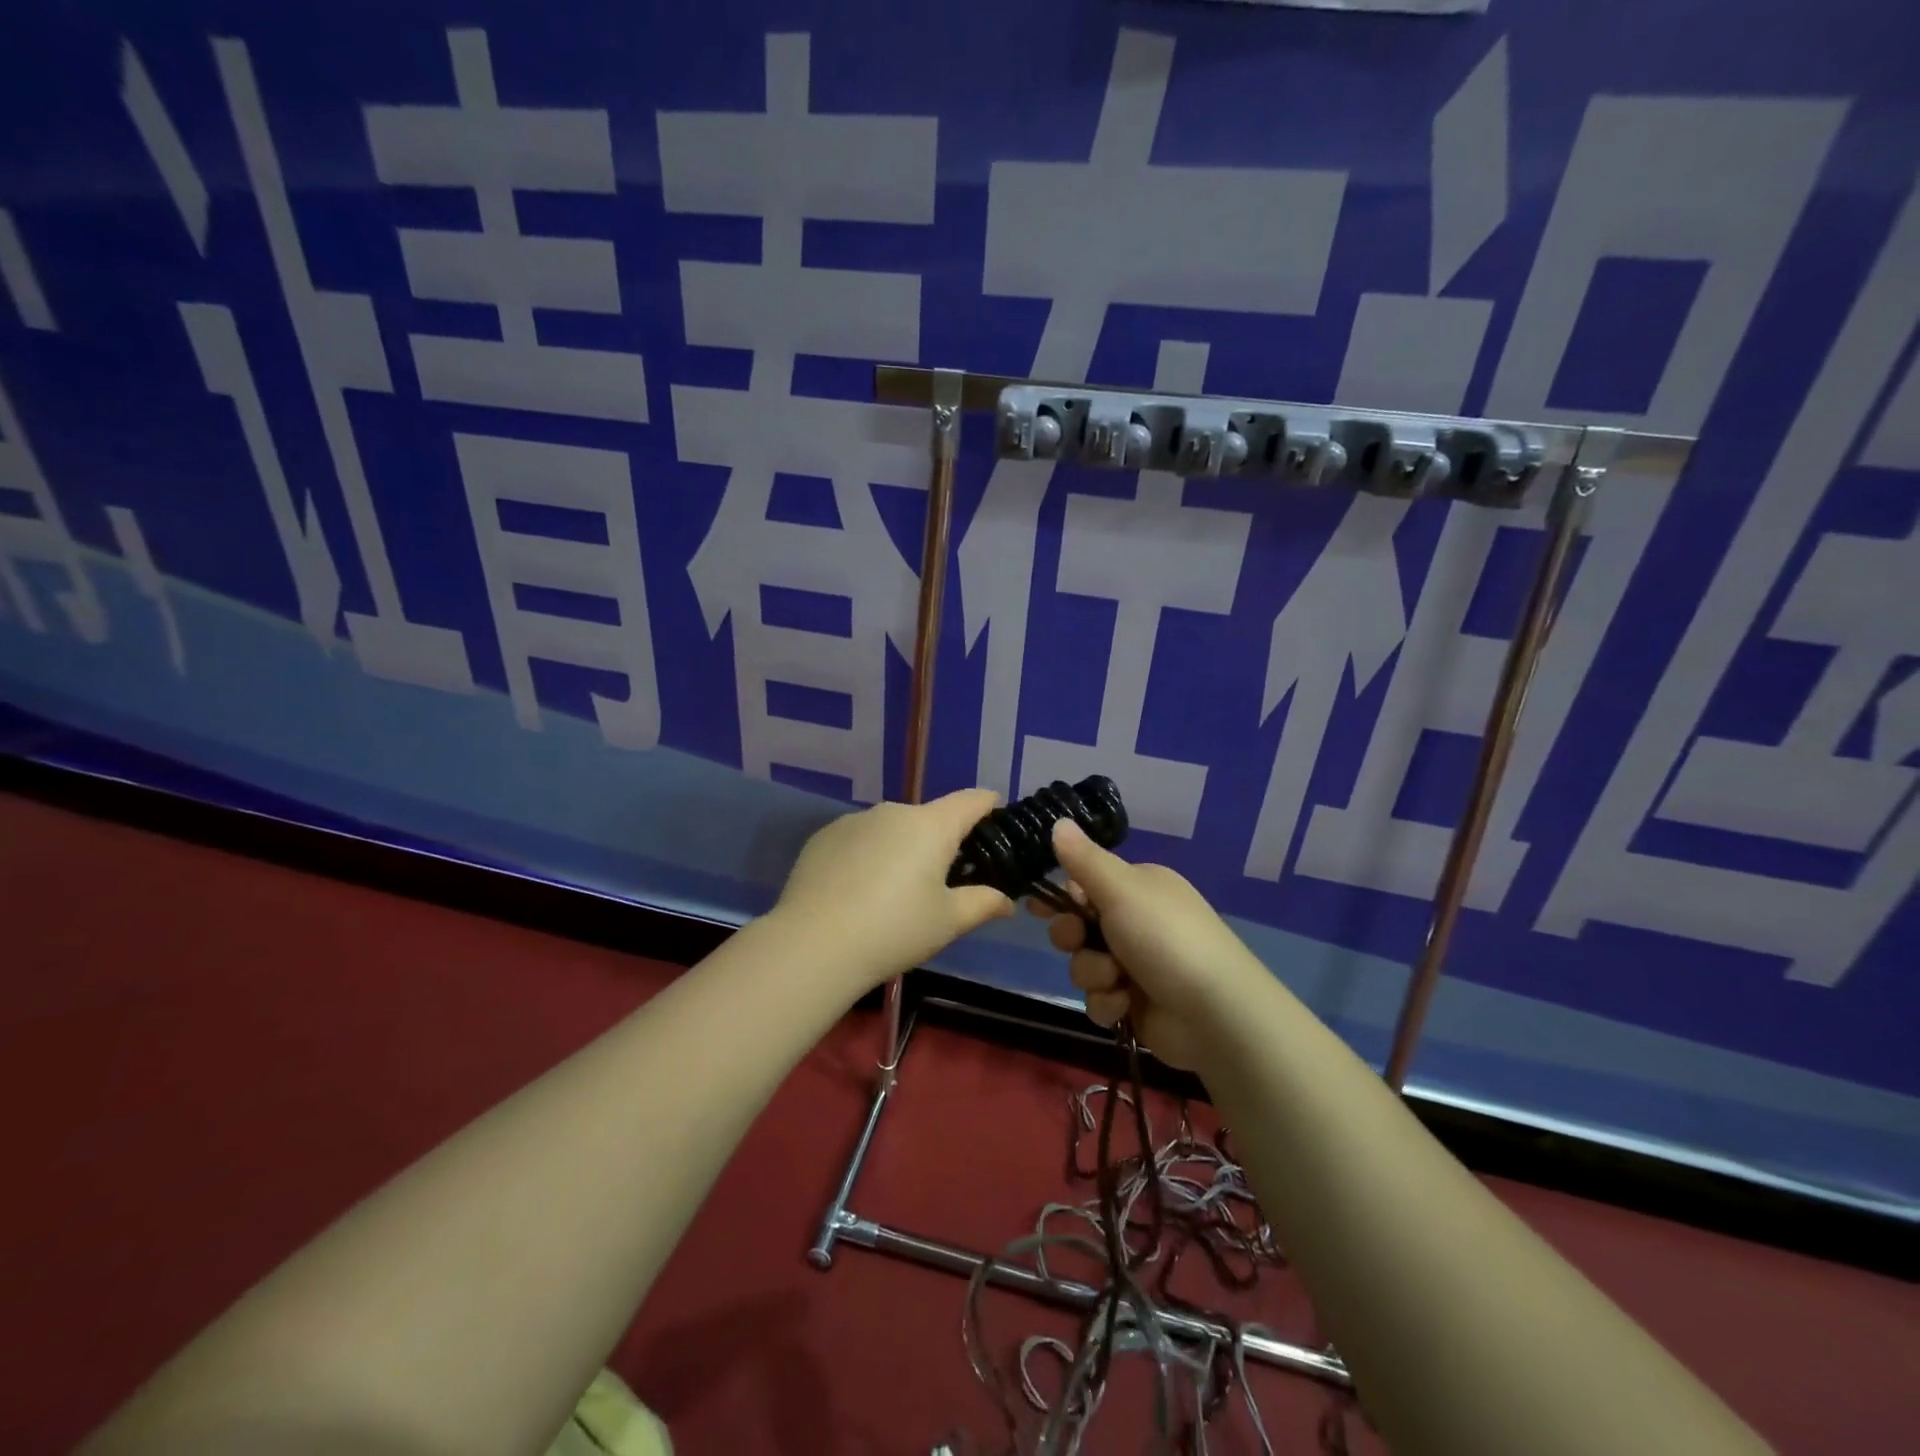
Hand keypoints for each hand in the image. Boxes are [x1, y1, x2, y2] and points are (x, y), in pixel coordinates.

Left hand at [771, 789, 1015, 997]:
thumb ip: (982, 904)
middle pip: (928, 818)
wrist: (814, 944)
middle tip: (941, 880)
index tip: (995, 815)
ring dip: (900, 849)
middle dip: (940, 841)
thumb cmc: (894, 930)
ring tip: (892, 892)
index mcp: (931, 825)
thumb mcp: (948, 922)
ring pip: (890, 829)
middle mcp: (893, 812)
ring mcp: (854, 821)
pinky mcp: (823, 837)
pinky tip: (856, 891)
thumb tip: (1006, 901)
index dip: (988, 805)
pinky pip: (858, 839)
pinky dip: (866, 856)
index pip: (970, 801)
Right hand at [1029, 819, 1263, 1069]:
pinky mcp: (1135, 1004)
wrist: (1213, 1012)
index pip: (1086, 883)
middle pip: (1079, 925)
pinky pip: (1099, 999)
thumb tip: (1058, 821)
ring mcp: (1137, 965)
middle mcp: (1136, 922)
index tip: (1037, 905)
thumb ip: (1083, 858)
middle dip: (1072, 936)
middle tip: (1077, 940)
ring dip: (1093, 973)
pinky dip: (1107, 1003)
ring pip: (1084, 964)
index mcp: (1138, 888)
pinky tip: (1124, 1005)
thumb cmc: (1164, 937)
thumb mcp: (1121, 888)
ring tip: (1116, 980)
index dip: (1061, 894)